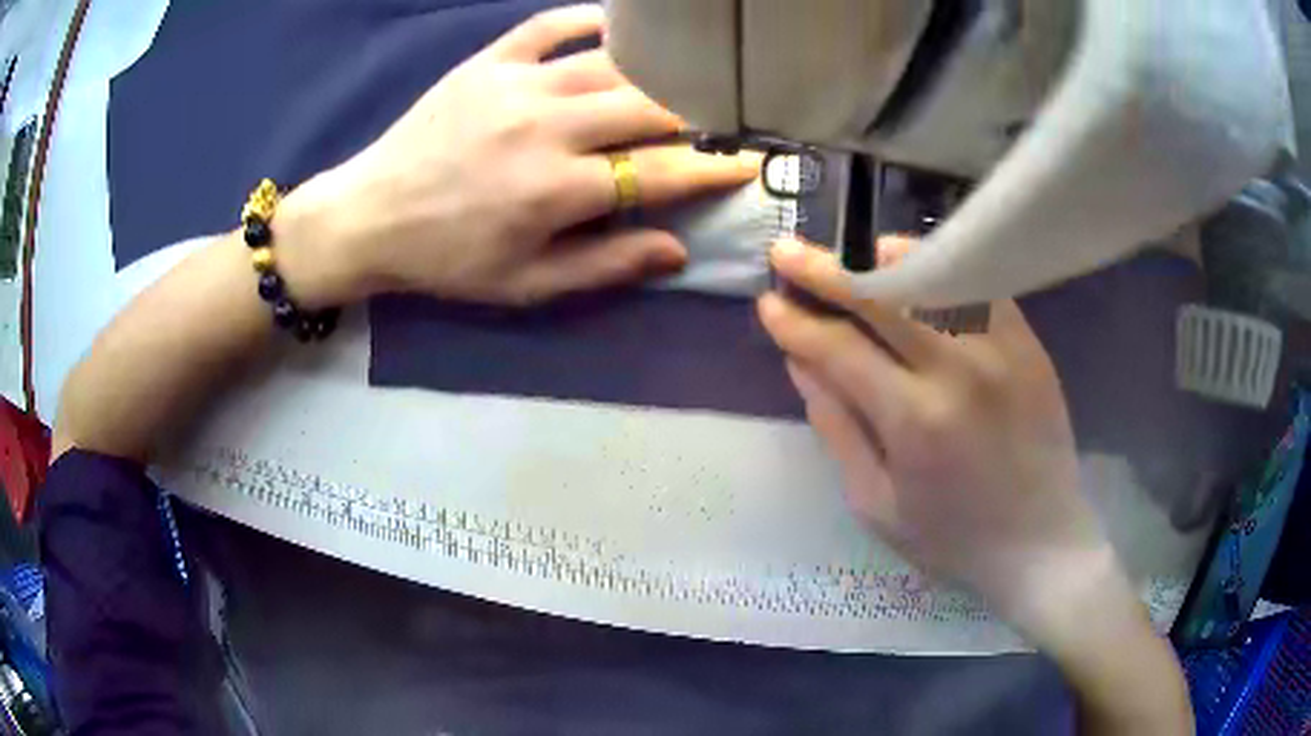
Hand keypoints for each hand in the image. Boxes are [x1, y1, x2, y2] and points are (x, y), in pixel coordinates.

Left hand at [278, 5, 757, 308]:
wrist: (370, 217)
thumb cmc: (448, 260)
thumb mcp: (525, 285)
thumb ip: (604, 266)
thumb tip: (677, 250)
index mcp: (558, 191)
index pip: (661, 173)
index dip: (712, 169)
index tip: (747, 164)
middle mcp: (547, 127)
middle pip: (648, 107)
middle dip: (693, 116)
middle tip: (716, 122)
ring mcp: (516, 85)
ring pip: (612, 65)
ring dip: (656, 75)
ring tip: (680, 82)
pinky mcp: (488, 63)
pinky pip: (550, 25)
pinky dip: (591, 20)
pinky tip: (619, 28)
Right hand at [759, 237, 1113, 633]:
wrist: (1039, 543)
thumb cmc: (951, 538)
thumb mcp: (875, 503)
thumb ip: (836, 426)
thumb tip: (801, 360)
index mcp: (915, 421)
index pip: (839, 348)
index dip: (795, 322)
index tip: (767, 303)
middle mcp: (960, 369)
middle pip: (881, 293)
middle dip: (823, 269)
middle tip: (787, 252)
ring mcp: (1001, 348)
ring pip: (932, 272)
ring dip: (880, 259)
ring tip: (852, 261)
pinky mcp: (1028, 342)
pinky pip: (976, 284)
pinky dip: (938, 269)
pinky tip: (914, 274)